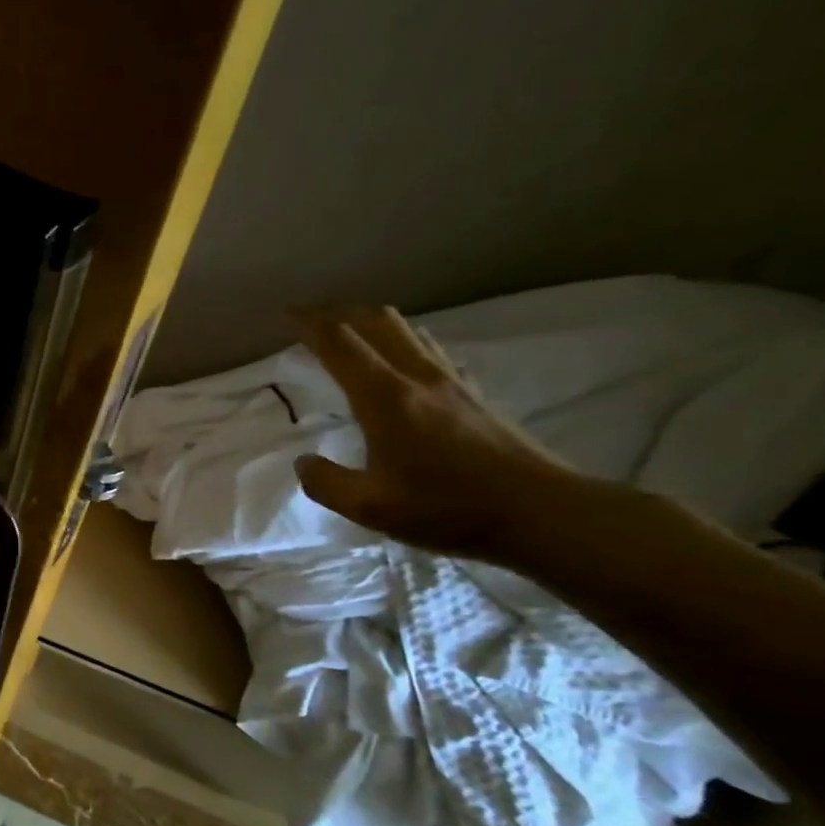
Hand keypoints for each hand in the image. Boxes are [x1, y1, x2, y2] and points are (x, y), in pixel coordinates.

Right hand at [293, 306, 587, 562]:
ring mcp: (450, 382)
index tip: (282, 315)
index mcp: (385, 398)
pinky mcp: (472, 394)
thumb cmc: (449, 508)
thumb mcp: (370, 506)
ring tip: (346, 333)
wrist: (542, 512)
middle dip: (337, 313)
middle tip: (307, 320)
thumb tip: (303, 462)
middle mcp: (417, 377)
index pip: (339, 344)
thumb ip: (326, 482)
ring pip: (404, 331)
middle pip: (374, 323)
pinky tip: (398, 359)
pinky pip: (427, 349)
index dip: (308, 324)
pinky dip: (399, 342)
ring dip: (368, 323)